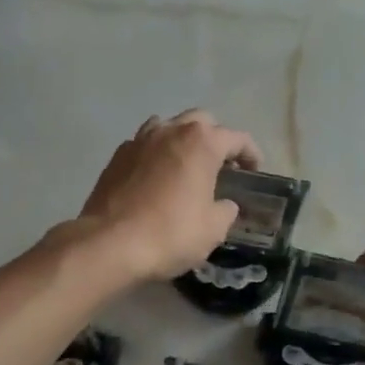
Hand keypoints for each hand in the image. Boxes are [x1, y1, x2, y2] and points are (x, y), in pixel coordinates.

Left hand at [77, 110, 262, 283]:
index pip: (236, 137)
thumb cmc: (170, 234)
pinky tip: (157, 177)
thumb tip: (224, 204)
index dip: (250, 153)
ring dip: (182, 139)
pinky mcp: (117, 156)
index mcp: (201, 143)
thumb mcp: (212, 230)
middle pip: (201, 121)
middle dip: (215, 138)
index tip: (254, 170)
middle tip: (221, 164)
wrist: (109, 243)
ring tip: (187, 164)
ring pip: (168, 126)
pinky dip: (156, 154)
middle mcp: (170, 131)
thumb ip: (225, 210)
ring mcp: (139, 140)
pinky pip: (144, 145)